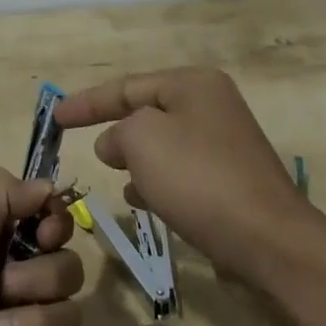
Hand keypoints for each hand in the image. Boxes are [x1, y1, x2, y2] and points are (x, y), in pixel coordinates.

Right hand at [55, 68, 309, 282]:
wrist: (269, 242)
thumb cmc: (199, 178)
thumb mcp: (142, 140)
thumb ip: (118, 131)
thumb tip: (115, 143)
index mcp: (193, 84)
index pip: (127, 86)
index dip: (87, 102)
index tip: (55, 116)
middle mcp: (213, 106)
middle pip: (148, 112)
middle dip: (117, 129)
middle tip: (91, 149)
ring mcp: (226, 145)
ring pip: (164, 144)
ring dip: (137, 159)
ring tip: (118, 178)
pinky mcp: (232, 181)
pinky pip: (182, 172)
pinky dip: (159, 181)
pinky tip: (145, 202)